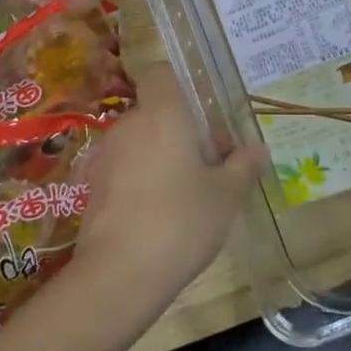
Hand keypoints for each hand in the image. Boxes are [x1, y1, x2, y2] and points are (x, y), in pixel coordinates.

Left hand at [73, 69, 266, 311]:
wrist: (117, 277)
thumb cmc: (180, 222)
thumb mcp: (225, 196)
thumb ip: (243, 166)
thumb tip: (258, 147)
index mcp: (163, 114)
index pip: (161, 73)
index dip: (181, 85)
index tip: (204, 116)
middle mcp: (130, 125)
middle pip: (156, 112)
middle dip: (182, 131)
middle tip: (210, 165)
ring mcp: (106, 156)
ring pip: (140, 141)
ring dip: (161, 156)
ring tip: (188, 194)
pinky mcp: (92, 187)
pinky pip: (124, 169)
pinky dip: (140, 180)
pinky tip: (159, 215)